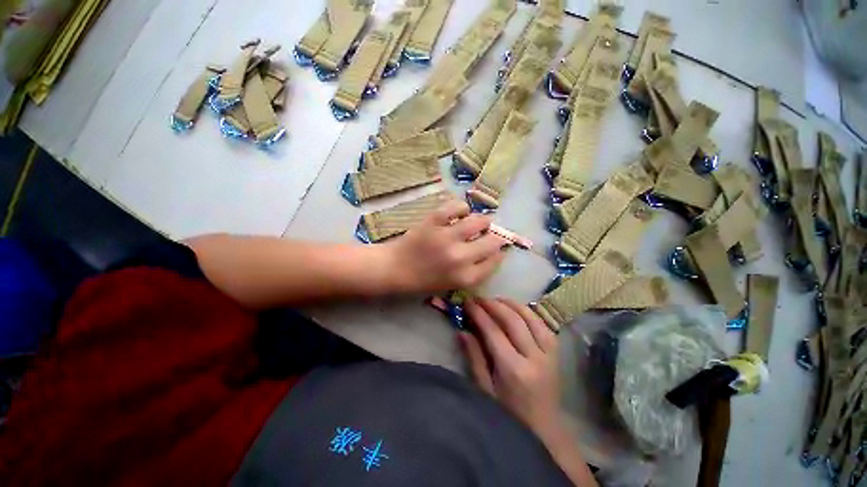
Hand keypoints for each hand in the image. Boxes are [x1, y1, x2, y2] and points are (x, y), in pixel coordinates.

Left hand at [385, 200, 505, 293]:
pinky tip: (462, 212)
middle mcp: (460, 258)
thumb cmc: (422, 281)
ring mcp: (446, 238)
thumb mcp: (451, 285)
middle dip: (496, 236)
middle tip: (490, 232)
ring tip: (480, 220)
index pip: (494, 261)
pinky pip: (455, 208)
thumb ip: (473, 272)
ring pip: (478, 221)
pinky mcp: (433, 222)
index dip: (500, 252)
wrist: (394, 269)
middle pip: (492, 241)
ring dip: (483, 220)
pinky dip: (462, 208)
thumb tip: (492, 253)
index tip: (500, 247)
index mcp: (465, 277)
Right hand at [459, 298, 560, 437]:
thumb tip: (462, 331)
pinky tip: (517, 309)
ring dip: (512, 304)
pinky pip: (543, 324)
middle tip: (480, 298)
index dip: (479, 313)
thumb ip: (474, 358)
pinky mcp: (556, 353)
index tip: (468, 302)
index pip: (493, 331)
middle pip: (513, 320)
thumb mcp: (486, 390)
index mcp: (513, 369)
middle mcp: (533, 357)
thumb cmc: (509, 414)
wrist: (544, 430)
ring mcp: (548, 354)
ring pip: (531, 318)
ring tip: (497, 299)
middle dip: (494, 304)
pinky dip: (528, 312)